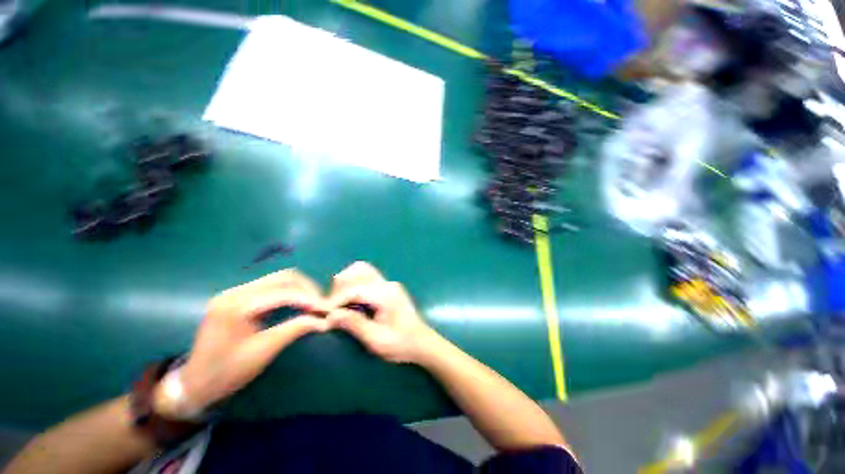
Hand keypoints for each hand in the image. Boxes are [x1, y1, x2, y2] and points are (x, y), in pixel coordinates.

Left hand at [155, 270, 329, 416]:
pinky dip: (290, 292)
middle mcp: (234, 292)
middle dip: (308, 289)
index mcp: (235, 306)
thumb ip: (294, 330)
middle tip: (323, 305)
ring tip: (314, 303)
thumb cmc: (226, 373)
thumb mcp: (263, 352)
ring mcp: (235, 292)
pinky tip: (299, 302)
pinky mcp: (239, 296)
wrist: (194, 384)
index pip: (283, 293)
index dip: (309, 299)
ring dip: (301, 288)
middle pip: (282, 277)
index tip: (328, 309)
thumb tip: (324, 320)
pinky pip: (271, 286)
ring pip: (279, 279)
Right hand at [326, 262, 434, 363]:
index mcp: (386, 294)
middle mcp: (387, 283)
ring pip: (361, 270)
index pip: (355, 289)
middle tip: (334, 308)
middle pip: (357, 271)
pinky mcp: (387, 287)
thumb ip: (354, 324)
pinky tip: (351, 301)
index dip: (336, 300)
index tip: (323, 314)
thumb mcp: (376, 340)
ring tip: (340, 304)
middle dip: (340, 288)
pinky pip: (366, 277)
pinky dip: (353, 284)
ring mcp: (388, 283)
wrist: (422, 342)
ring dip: (346, 283)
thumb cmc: (401, 344)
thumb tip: (331, 315)